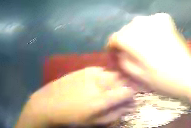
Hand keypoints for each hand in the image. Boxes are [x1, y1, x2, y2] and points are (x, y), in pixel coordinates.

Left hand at [16, 67, 134, 126]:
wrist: (51, 103)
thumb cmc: (75, 118)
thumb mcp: (96, 122)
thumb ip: (114, 114)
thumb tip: (129, 107)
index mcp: (102, 99)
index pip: (126, 91)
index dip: (135, 91)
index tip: (139, 93)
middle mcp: (97, 83)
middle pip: (119, 78)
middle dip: (128, 82)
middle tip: (131, 87)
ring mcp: (88, 74)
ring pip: (110, 71)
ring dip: (117, 77)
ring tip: (119, 83)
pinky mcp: (81, 69)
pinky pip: (99, 68)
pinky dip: (106, 73)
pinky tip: (104, 78)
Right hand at [107, 13, 190, 97]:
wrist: (189, 76)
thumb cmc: (162, 80)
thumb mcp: (137, 75)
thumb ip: (123, 60)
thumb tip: (119, 51)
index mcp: (131, 39)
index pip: (115, 38)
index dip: (112, 46)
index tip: (112, 53)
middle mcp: (141, 25)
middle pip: (125, 30)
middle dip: (124, 40)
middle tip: (127, 52)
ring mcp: (154, 20)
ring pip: (137, 24)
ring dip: (135, 33)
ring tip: (140, 45)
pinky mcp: (166, 20)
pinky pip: (151, 20)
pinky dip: (149, 26)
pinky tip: (153, 36)